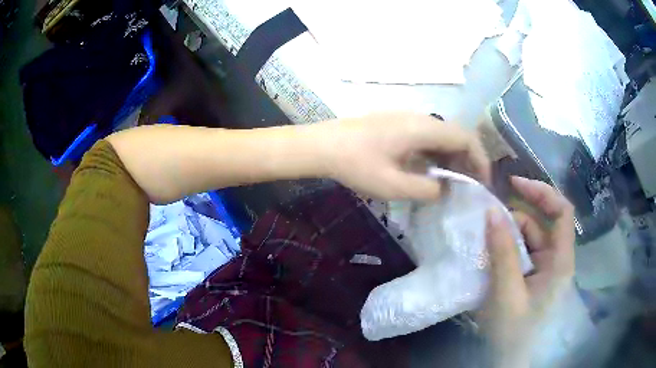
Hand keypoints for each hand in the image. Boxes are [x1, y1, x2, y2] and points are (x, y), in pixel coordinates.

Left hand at [317, 112, 490, 199]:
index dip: (480, 159)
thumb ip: (426, 189)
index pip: (465, 137)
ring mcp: (407, 119)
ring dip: (451, 157)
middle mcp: (420, 118)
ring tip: (453, 183)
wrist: (322, 145)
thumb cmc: (356, 165)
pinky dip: (436, 153)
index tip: (482, 182)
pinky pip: (426, 137)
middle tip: (469, 186)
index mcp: (423, 128)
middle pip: (456, 134)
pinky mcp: (397, 124)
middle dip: (468, 160)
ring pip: (441, 136)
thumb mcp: (393, 185)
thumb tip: (445, 189)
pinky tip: (430, 171)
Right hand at [481, 176, 574, 366]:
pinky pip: (520, 254)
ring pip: (527, 239)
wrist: (508, 360)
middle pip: (541, 223)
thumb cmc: (512, 332)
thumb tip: (492, 212)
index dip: (542, 192)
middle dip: (514, 218)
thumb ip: (502, 253)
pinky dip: (504, 251)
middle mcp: (555, 260)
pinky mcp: (532, 278)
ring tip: (482, 245)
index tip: (513, 183)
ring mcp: (544, 269)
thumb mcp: (505, 293)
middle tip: (486, 221)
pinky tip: (488, 258)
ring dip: (506, 236)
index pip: (562, 212)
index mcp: (559, 261)